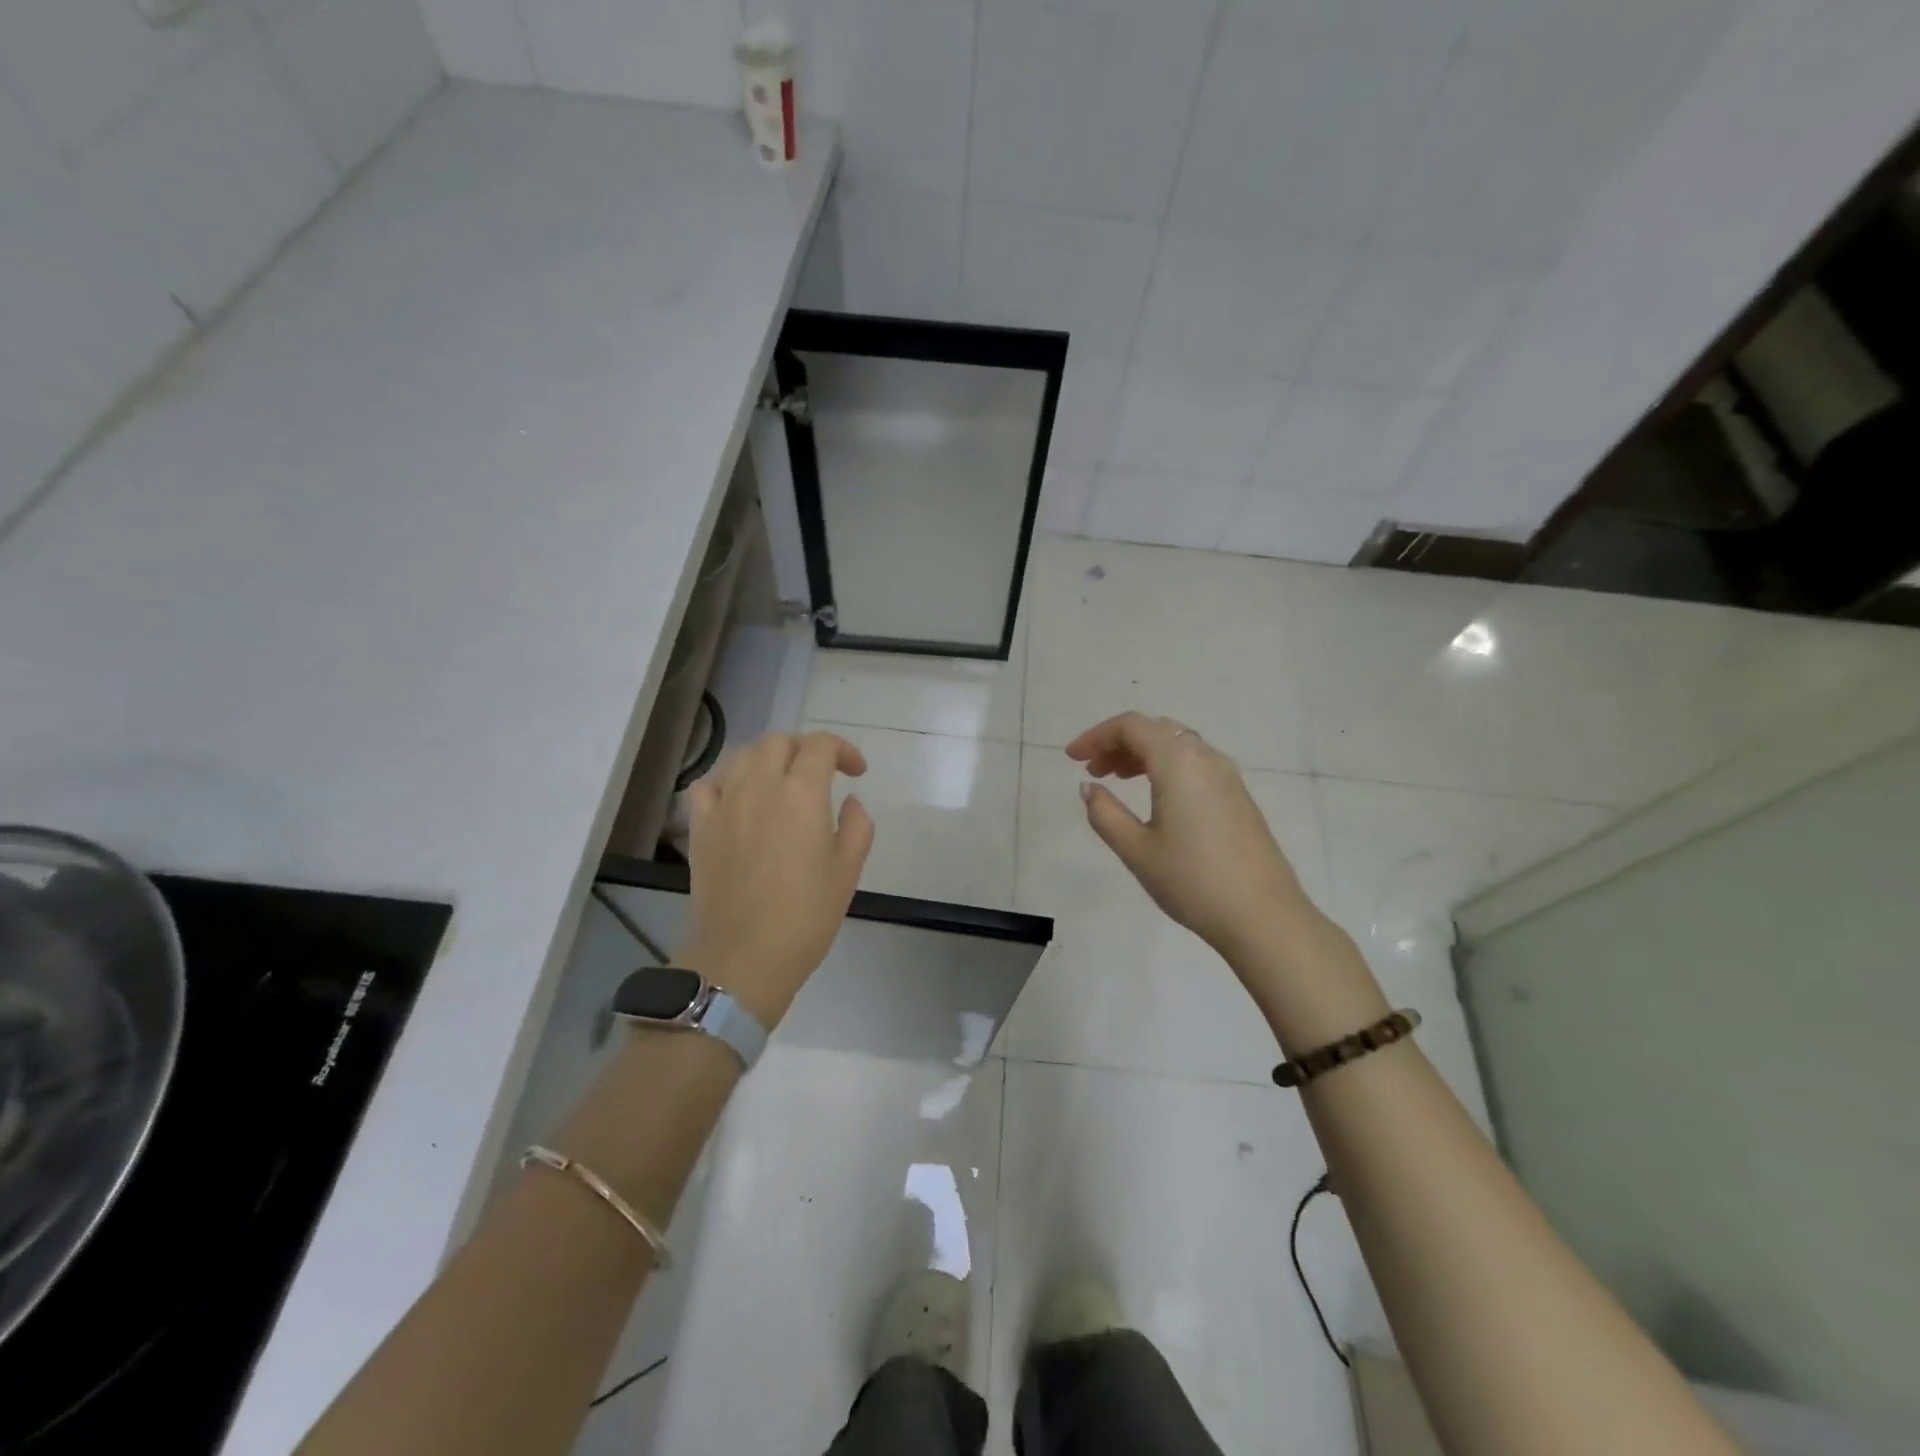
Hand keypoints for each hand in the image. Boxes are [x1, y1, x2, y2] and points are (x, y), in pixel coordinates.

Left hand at [679, 731, 874, 1026]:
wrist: (742, 957)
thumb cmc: (805, 917)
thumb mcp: (848, 872)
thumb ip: (857, 827)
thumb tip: (850, 803)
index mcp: (802, 793)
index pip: (821, 746)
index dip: (844, 750)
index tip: (857, 773)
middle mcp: (760, 786)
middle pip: (779, 741)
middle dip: (805, 749)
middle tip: (822, 774)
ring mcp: (724, 803)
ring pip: (743, 755)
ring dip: (769, 758)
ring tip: (782, 781)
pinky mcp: (700, 825)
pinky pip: (708, 784)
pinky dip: (727, 780)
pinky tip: (739, 798)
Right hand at [1067, 713, 1316, 971]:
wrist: (1263, 916)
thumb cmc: (1192, 881)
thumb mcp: (1136, 850)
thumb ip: (1105, 813)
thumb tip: (1089, 788)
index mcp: (1178, 762)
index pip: (1131, 726)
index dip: (1096, 736)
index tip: (1072, 758)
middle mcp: (1205, 757)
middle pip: (1155, 730)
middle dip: (1118, 742)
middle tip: (1092, 769)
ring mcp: (1227, 775)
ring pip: (1177, 745)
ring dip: (1142, 753)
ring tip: (1117, 779)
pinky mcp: (1238, 795)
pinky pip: (1194, 763)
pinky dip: (1165, 766)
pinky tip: (1154, 796)